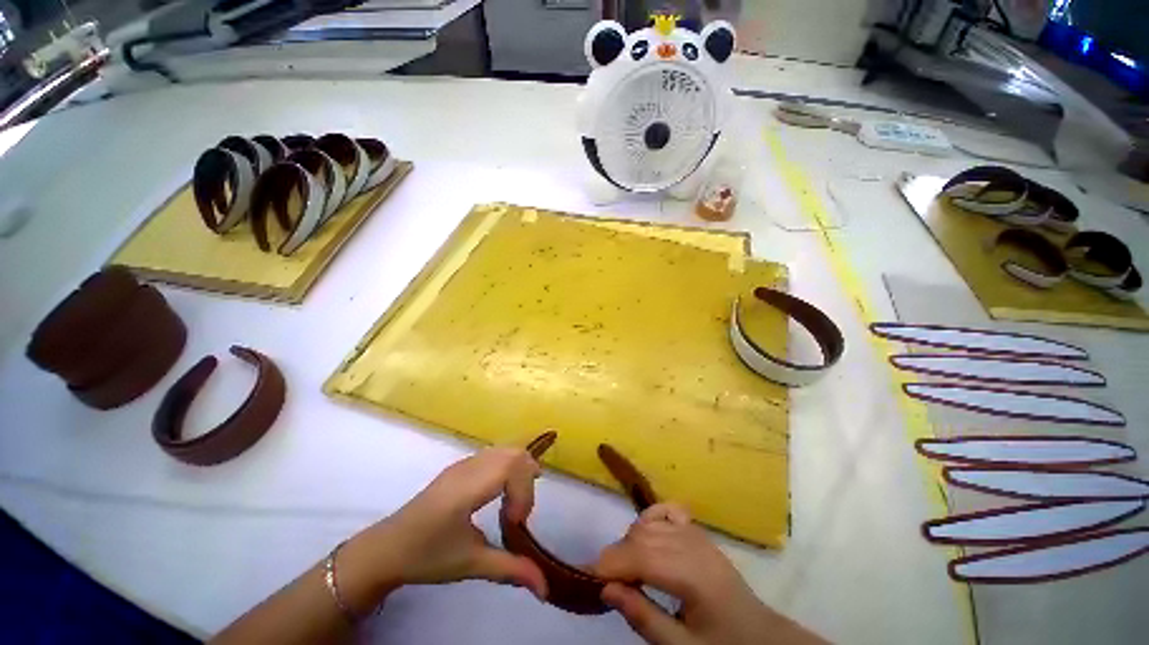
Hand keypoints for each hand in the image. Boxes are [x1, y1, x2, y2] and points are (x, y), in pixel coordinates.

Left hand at [338, 447, 548, 611]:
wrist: (386, 549)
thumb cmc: (427, 556)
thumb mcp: (470, 565)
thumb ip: (511, 570)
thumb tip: (545, 588)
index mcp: (468, 488)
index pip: (512, 466)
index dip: (524, 491)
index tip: (514, 523)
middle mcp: (469, 467)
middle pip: (514, 453)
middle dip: (527, 480)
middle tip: (520, 513)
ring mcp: (464, 463)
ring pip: (505, 451)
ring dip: (519, 473)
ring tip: (513, 504)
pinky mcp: (461, 466)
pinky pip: (495, 455)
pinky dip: (508, 469)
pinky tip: (499, 495)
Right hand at [594, 503, 825, 644]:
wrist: (761, 636)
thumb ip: (644, 618)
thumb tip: (606, 589)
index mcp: (692, 575)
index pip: (639, 557)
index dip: (608, 565)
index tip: (585, 578)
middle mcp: (692, 545)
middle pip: (640, 537)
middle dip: (615, 557)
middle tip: (606, 584)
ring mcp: (696, 534)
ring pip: (649, 524)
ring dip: (629, 542)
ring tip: (626, 571)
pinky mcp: (697, 532)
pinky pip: (666, 512)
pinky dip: (649, 519)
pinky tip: (646, 539)